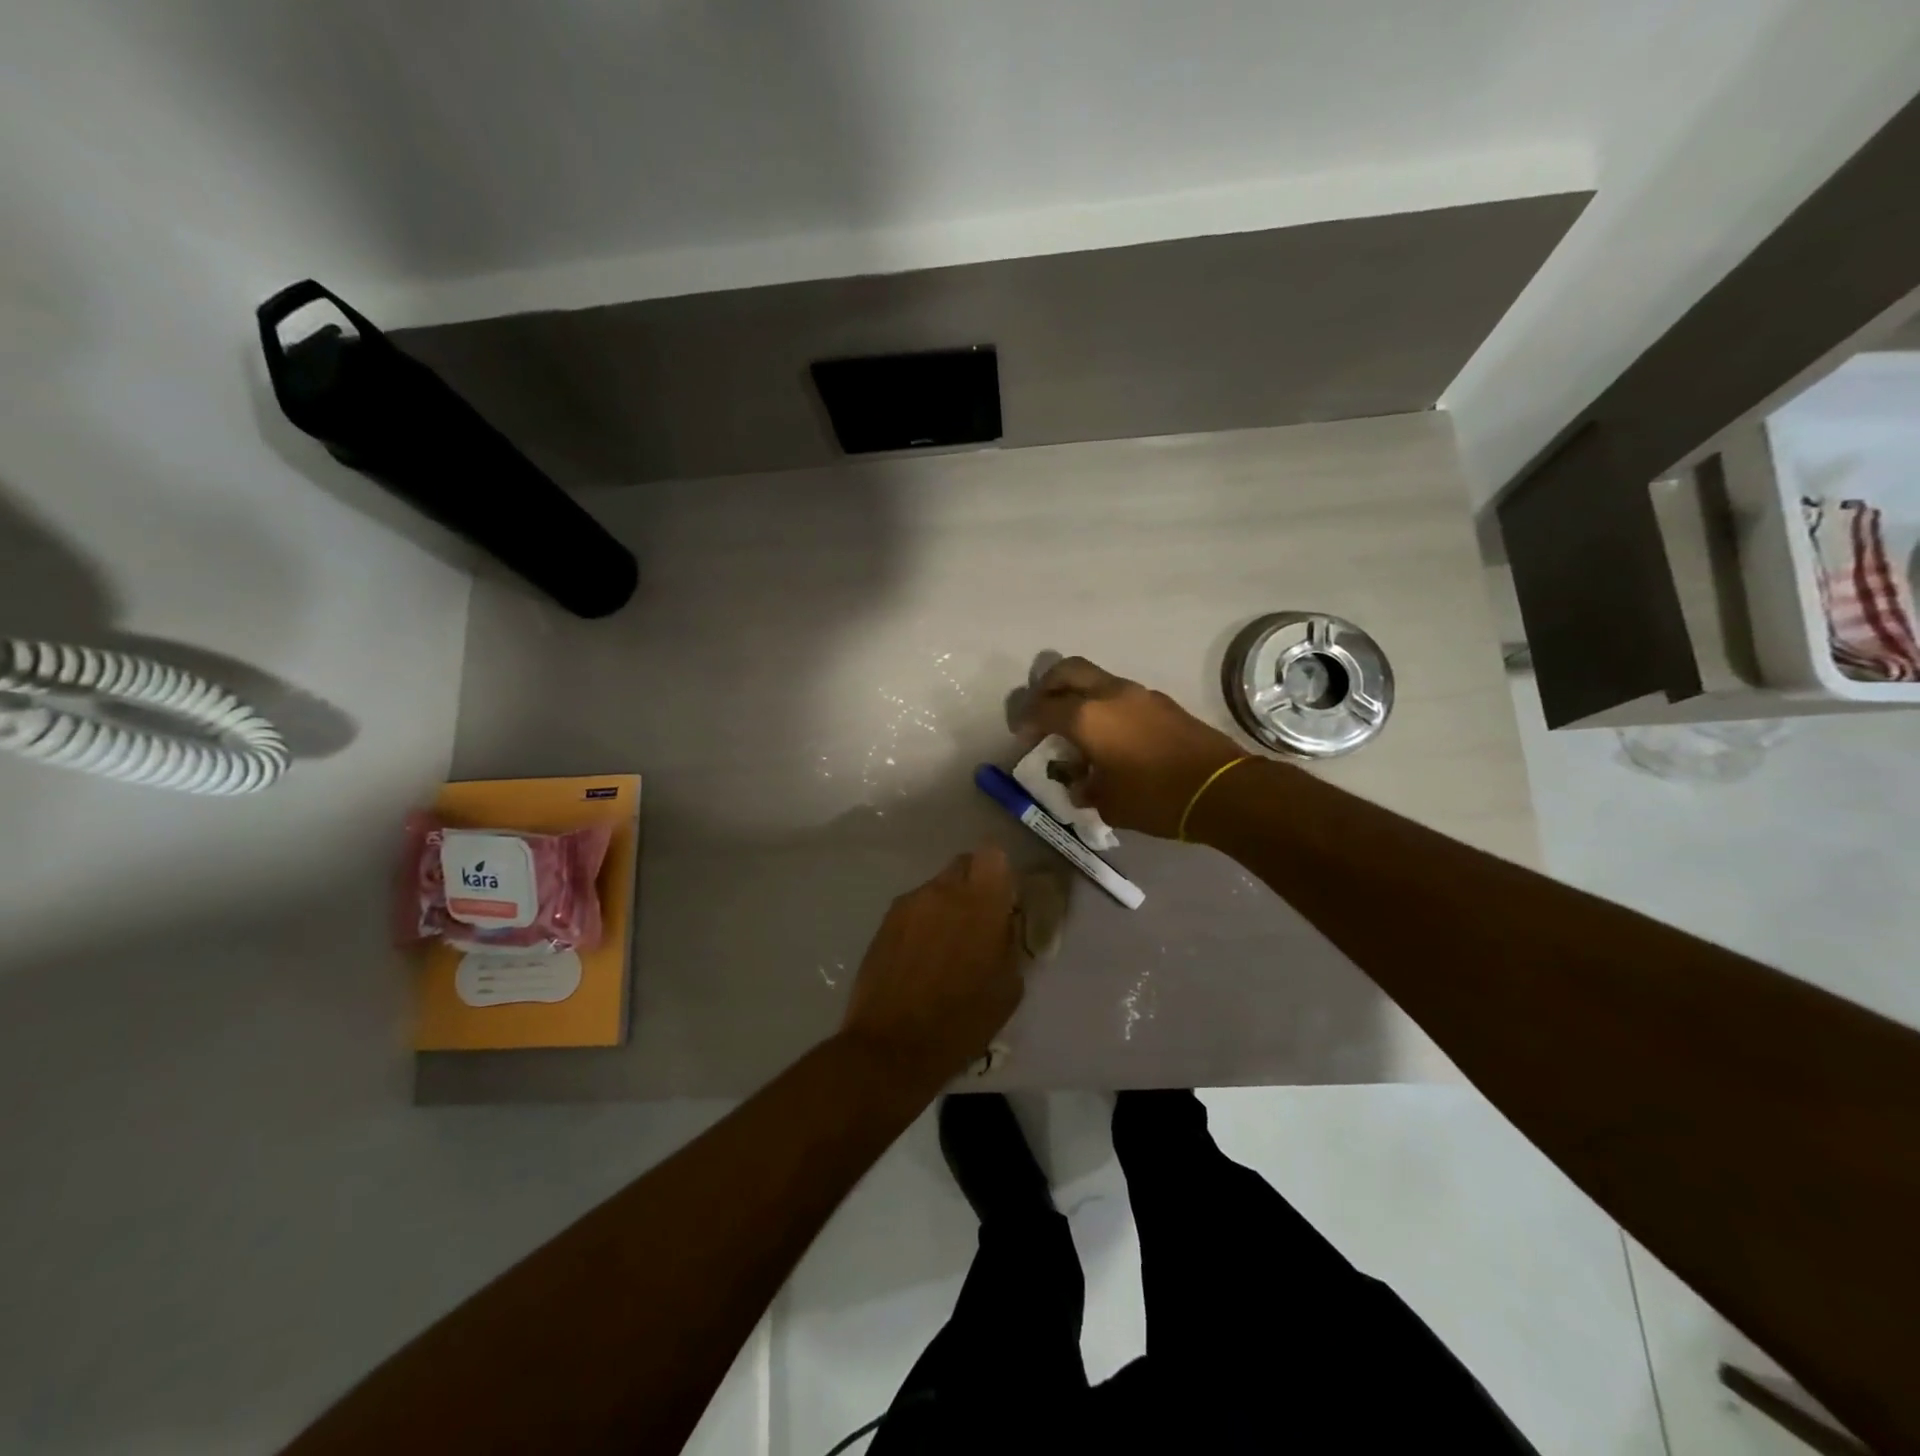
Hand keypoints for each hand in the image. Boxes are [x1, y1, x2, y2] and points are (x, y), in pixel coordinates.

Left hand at [841, 846, 1021, 1084]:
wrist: (893, 1047)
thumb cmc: (962, 1022)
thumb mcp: (1008, 986)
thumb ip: (1007, 941)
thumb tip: (1002, 924)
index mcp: (981, 903)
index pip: (993, 855)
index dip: (999, 873)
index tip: (1002, 899)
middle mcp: (943, 891)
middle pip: (962, 865)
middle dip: (972, 886)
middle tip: (976, 922)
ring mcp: (909, 904)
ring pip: (935, 889)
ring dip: (945, 906)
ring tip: (944, 947)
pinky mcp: (884, 922)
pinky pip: (913, 909)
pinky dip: (921, 923)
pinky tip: (919, 958)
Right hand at [1021, 656, 1247, 838]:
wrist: (1221, 789)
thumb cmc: (1154, 797)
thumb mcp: (1107, 803)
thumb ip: (1084, 788)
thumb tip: (1079, 783)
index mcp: (1087, 717)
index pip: (1043, 707)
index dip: (1026, 720)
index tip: (1022, 736)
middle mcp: (1109, 694)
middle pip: (1067, 670)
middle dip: (1047, 686)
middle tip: (1041, 710)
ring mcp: (1139, 694)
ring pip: (1096, 679)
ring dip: (1079, 694)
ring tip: (1076, 726)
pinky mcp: (1161, 702)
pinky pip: (1120, 694)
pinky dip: (1104, 705)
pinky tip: (1109, 734)